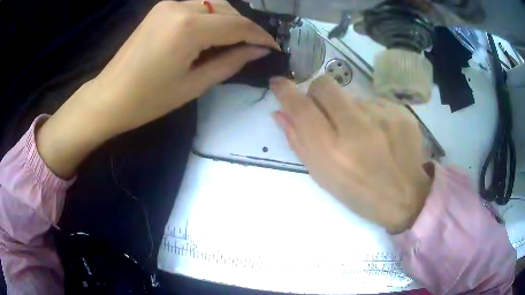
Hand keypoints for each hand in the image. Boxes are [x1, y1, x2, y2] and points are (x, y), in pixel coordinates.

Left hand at [36, 0, 278, 177]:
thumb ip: (231, 62)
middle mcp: (181, 6)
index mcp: (188, 27)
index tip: (274, 47)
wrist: (109, 97)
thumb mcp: (194, 85)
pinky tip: (212, 34)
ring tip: (235, 42)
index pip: (238, 25)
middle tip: (254, 47)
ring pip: (214, 5)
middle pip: (228, 10)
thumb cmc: (148, 100)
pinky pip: (197, 7)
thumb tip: (259, 50)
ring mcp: (169, 4)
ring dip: (229, 21)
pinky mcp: (162, 8)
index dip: (260, 36)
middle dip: (245, 28)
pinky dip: (211, 18)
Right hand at [271, 76, 432, 232]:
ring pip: (351, 96)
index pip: (301, 108)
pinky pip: (374, 102)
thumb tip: (280, 113)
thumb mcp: (324, 177)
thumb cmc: (361, 194)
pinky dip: (371, 114)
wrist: (407, 197)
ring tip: (364, 134)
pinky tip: (381, 134)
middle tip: (326, 111)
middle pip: (324, 85)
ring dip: (349, 110)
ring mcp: (382, 116)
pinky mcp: (399, 111)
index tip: (278, 83)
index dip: (285, 91)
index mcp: (333, 152)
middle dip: (318, 93)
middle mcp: (356, 129)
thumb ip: (299, 142)